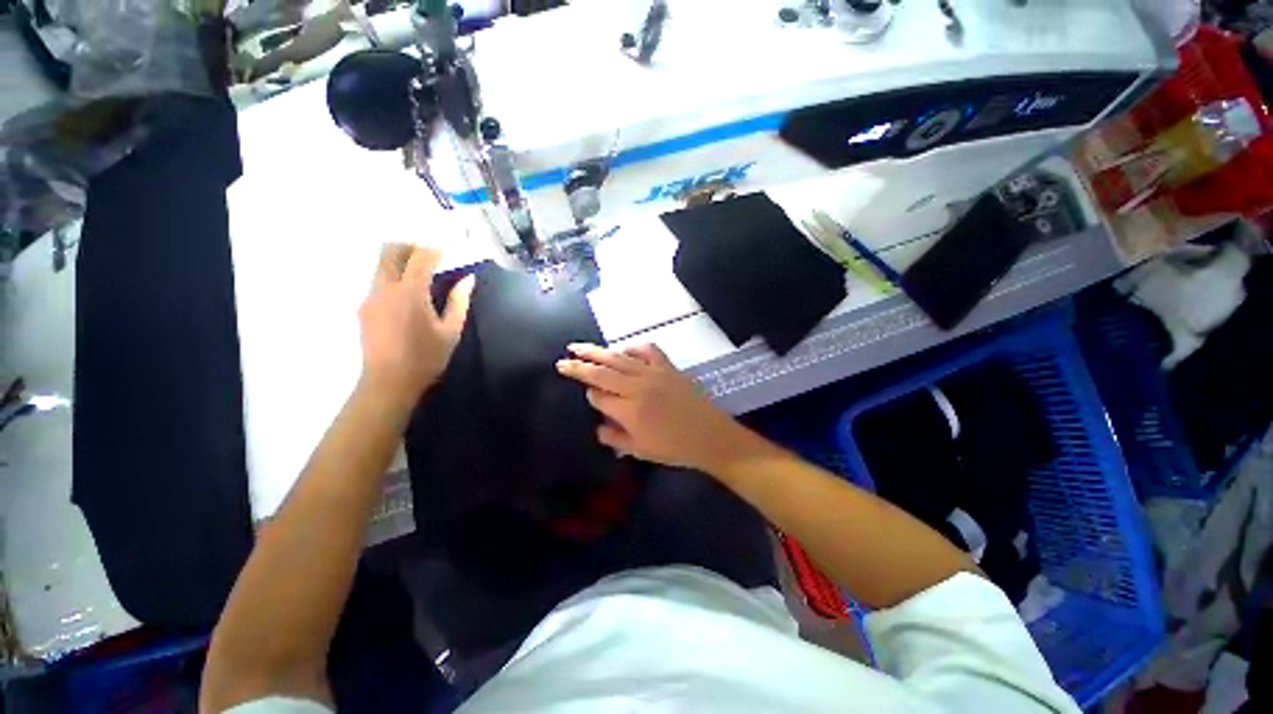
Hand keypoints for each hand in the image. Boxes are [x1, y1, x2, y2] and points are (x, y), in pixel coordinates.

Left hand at [358, 244, 473, 407]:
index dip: (435, 248)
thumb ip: (459, 301)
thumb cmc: (426, 357)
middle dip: (411, 245)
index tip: (449, 245)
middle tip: (430, 251)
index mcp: (410, 292)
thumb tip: (467, 279)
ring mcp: (371, 297)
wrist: (388, 381)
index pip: (421, 257)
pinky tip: (408, 294)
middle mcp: (385, 288)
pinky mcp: (364, 308)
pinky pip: (379, 282)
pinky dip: (394, 277)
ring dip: (400, 261)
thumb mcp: (451, 330)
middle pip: (391, 251)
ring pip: (382, 265)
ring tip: (421, 271)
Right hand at [556, 343, 750, 471]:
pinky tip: (624, 349)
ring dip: (597, 351)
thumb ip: (614, 438)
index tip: (588, 396)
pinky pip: (647, 350)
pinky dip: (633, 347)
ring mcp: (653, 374)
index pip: (598, 397)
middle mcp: (637, 388)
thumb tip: (598, 426)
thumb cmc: (674, 448)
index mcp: (629, 411)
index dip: (590, 396)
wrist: (710, 436)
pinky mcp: (668, 367)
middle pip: (601, 372)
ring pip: (619, 358)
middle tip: (562, 360)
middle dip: (579, 366)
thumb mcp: (640, 451)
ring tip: (579, 347)